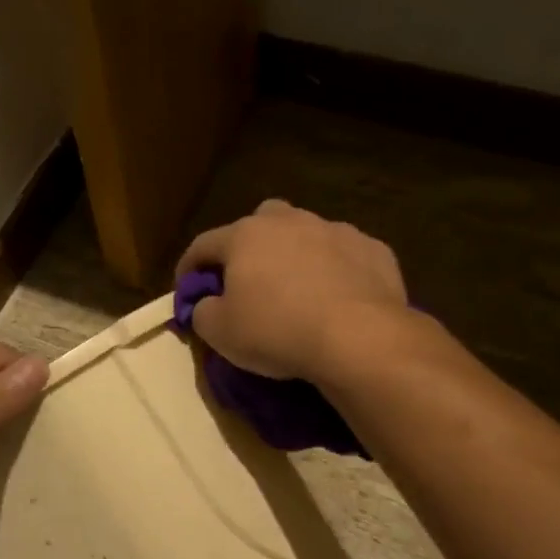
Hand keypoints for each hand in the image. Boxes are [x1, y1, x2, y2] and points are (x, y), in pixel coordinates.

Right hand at [177, 200, 407, 381]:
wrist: (358, 337)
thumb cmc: (276, 330)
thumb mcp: (220, 332)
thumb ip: (202, 312)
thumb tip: (205, 305)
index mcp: (245, 236)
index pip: (203, 245)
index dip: (189, 268)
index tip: (186, 290)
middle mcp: (289, 221)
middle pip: (259, 222)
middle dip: (249, 246)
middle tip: (248, 280)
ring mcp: (336, 230)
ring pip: (306, 234)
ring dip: (295, 255)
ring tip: (297, 289)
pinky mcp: (373, 249)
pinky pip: (344, 256)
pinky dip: (335, 271)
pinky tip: (337, 297)